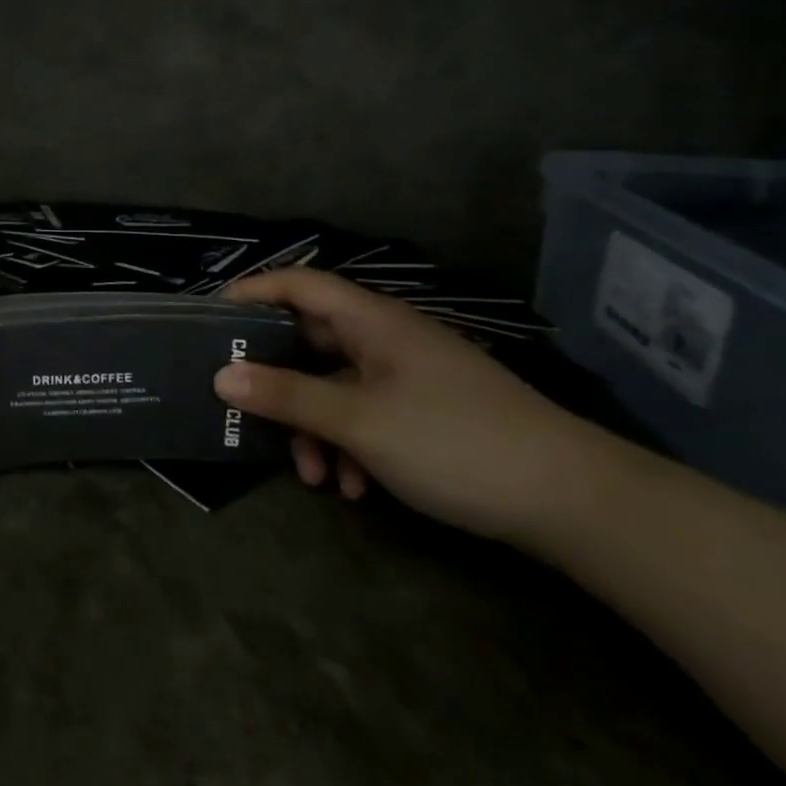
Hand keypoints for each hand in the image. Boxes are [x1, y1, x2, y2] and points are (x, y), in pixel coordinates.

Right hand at [214, 268, 611, 543]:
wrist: (573, 502)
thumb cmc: (454, 441)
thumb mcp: (358, 421)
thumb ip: (286, 396)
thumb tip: (220, 375)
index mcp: (372, 321)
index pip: (299, 284)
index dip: (253, 291)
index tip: (212, 320)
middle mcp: (386, 340)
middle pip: (312, 342)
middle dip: (279, 382)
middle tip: (243, 408)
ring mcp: (409, 378)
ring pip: (337, 388)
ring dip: (314, 427)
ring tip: (313, 476)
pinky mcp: (426, 414)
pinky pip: (367, 417)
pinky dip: (350, 446)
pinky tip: (355, 490)